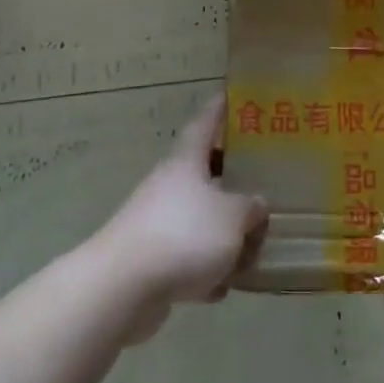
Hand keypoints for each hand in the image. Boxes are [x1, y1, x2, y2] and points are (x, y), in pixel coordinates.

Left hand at [95, 96, 266, 341]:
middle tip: (261, 176)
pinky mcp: (150, 261)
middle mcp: (168, 187)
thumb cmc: (183, 234)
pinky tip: (223, 287)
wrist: (122, 287)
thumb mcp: (232, 217)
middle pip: (203, 174)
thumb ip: (250, 208)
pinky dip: (205, 269)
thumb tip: (258, 204)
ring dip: (221, 231)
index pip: (204, 125)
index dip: (218, 109)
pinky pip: (186, 258)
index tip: (230, 95)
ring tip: (253, 241)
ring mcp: (156, 224)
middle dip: (230, 177)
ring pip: (197, 219)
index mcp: (186, 164)